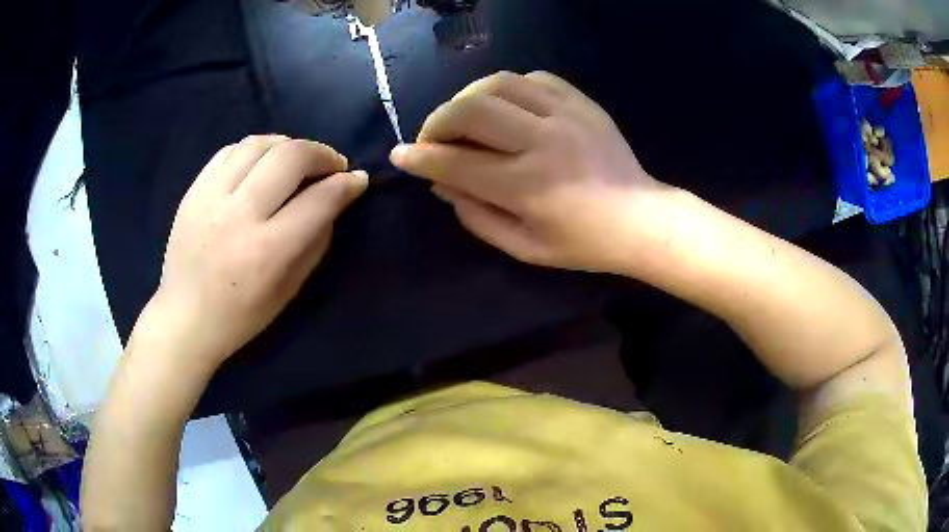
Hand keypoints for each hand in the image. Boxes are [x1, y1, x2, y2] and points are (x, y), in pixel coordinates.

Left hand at [140, 135, 366, 371]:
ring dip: (288, 144)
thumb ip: (316, 240)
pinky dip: (254, 150)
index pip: (319, 199)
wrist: (185, 317)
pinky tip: (261, 163)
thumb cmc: (241, 315)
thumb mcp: (290, 289)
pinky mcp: (193, 191)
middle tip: (331, 165)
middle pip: (290, 156)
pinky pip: (229, 151)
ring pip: (259, 144)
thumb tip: (334, 200)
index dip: (347, 183)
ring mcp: (210, 198)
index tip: (358, 179)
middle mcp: (239, 215)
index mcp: (267, 250)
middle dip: (322, 153)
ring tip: (296, 159)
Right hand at [390, 71, 676, 273]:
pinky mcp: (581, 101)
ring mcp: (565, 114)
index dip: (420, 158)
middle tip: (433, 138)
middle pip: (470, 110)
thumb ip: (476, 216)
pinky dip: (506, 89)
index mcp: (527, 185)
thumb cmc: (583, 243)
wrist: (641, 218)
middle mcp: (542, 141)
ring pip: (497, 83)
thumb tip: (440, 185)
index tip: (400, 156)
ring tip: (464, 118)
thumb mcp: (524, 247)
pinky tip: (504, 107)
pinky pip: (532, 78)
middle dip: (437, 122)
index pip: (456, 163)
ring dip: (467, 98)